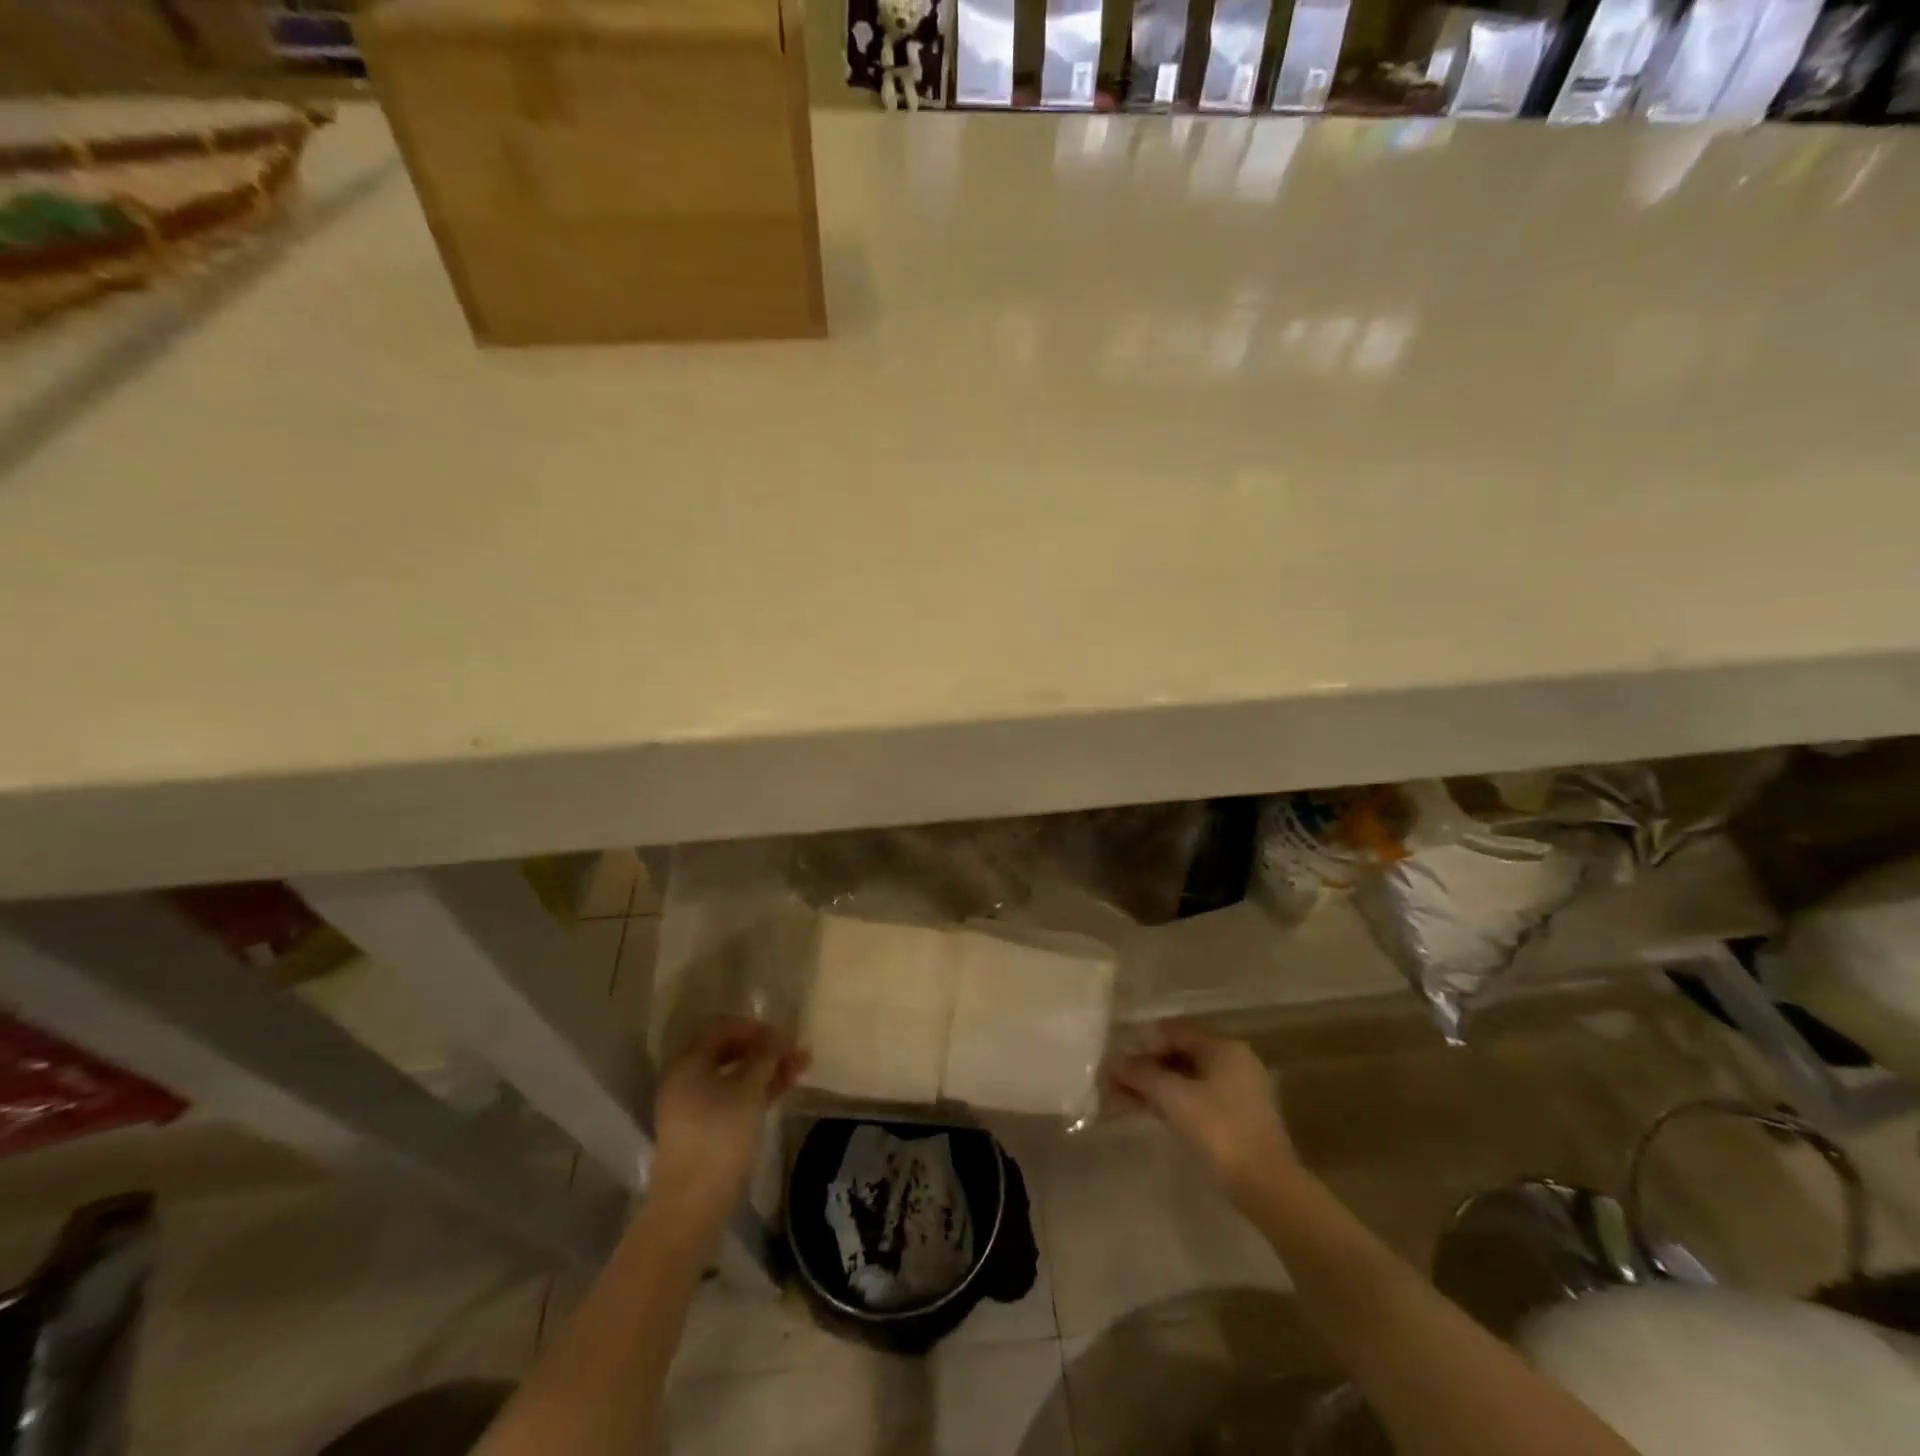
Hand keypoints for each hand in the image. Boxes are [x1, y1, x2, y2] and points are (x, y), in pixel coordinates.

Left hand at [651, 1018, 807, 1225]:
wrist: (693, 1203)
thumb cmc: (720, 1135)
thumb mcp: (749, 1089)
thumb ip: (765, 1056)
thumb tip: (778, 1034)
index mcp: (688, 1061)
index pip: (723, 1027)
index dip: (756, 1027)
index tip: (783, 1037)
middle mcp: (686, 1077)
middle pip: (729, 1050)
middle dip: (765, 1048)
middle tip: (794, 1051)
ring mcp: (694, 1104)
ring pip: (734, 1074)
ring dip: (766, 1068)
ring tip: (800, 1067)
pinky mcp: (705, 1127)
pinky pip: (732, 1096)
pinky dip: (757, 1089)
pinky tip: (784, 1087)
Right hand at [1109, 1023, 1292, 1203]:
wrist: (1266, 1187)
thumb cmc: (1220, 1130)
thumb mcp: (1174, 1097)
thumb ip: (1142, 1074)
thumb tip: (1114, 1062)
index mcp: (1223, 1048)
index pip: (1174, 1030)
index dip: (1142, 1041)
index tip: (1116, 1057)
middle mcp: (1231, 1062)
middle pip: (1178, 1054)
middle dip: (1143, 1066)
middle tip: (1113, 1079)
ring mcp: (1233, 1091)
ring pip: (1183, 1079)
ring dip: (1151, 1086)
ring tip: (1117, 1097)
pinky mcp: (1231, 1118)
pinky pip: (1191, 1098)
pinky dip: (1167, 1101)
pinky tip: (1142, 1109)